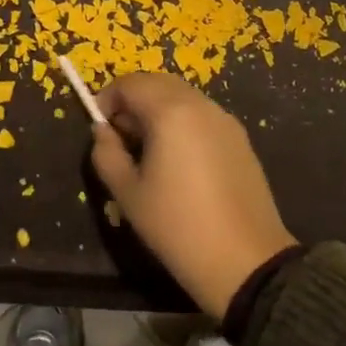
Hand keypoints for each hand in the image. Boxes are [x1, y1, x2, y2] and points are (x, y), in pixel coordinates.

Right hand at [89, 72, 296, 319]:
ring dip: (158, 109)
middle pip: (158, 82)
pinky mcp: (240, 138)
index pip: (130, 83)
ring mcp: (225, 120)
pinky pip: (202, 114)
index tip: (99, 125)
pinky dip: (182, 121)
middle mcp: (200, 105)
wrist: (247, 262)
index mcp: (170, 112)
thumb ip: (107, 153)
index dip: (107, 97)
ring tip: (148, 149)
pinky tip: (179, 160)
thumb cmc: (178, 227)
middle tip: (120, 135)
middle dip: (133, 99)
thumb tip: (103, 131)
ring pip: (182, 96)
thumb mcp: (128, 194)